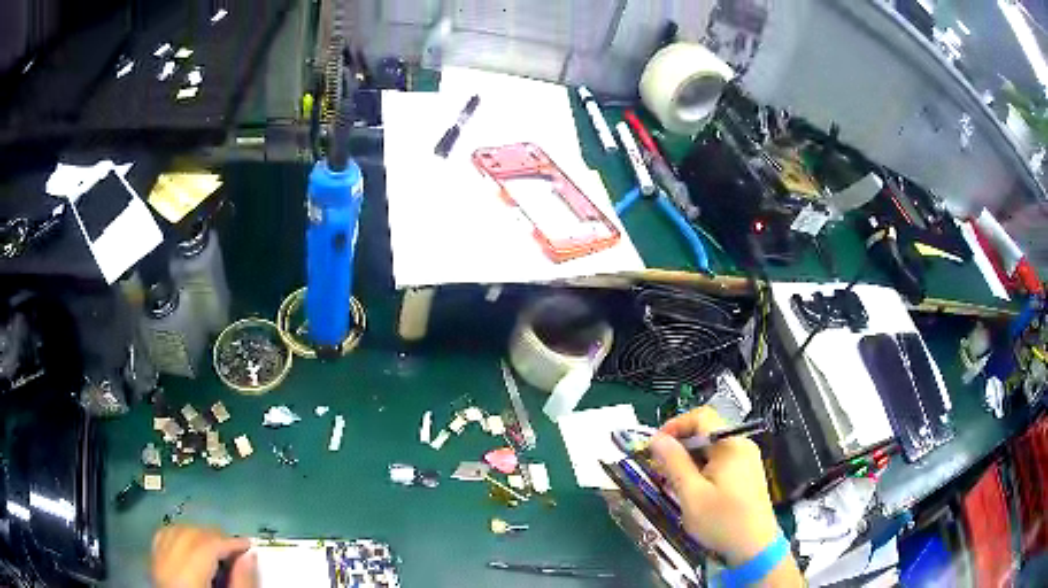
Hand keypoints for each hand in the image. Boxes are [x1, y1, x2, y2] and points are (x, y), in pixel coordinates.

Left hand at [152, 525, 256, 587]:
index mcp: (186, 578)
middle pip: (189, 534)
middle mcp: (166, 565)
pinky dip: (178, 536)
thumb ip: (241, 583)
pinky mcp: (153, 566)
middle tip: (234, 548)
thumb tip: (249, 557)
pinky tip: (191, 545)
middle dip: (213, 536)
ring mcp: (156, 564)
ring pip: (174, 531)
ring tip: (215, 547)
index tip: (247, 545)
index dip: (229, 542)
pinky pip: (162, 538)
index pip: (207, 546)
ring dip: (196, 534)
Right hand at [650, 407, 799, 584]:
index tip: (655, 446)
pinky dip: (702, 467)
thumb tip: (656, 438)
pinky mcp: (748, 473)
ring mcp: (747, 459)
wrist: (754, 547)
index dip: (675, 425)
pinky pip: (721, 460)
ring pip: (712, 447)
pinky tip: (694, 489)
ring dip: (689, 458)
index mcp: (730, 444)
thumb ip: (674, 463)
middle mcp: (742, 444)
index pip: (701, 416)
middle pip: (706, 431)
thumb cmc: (722, 521)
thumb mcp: (691, 494)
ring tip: (673, 481)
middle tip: (660, 468)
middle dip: (680, 445)